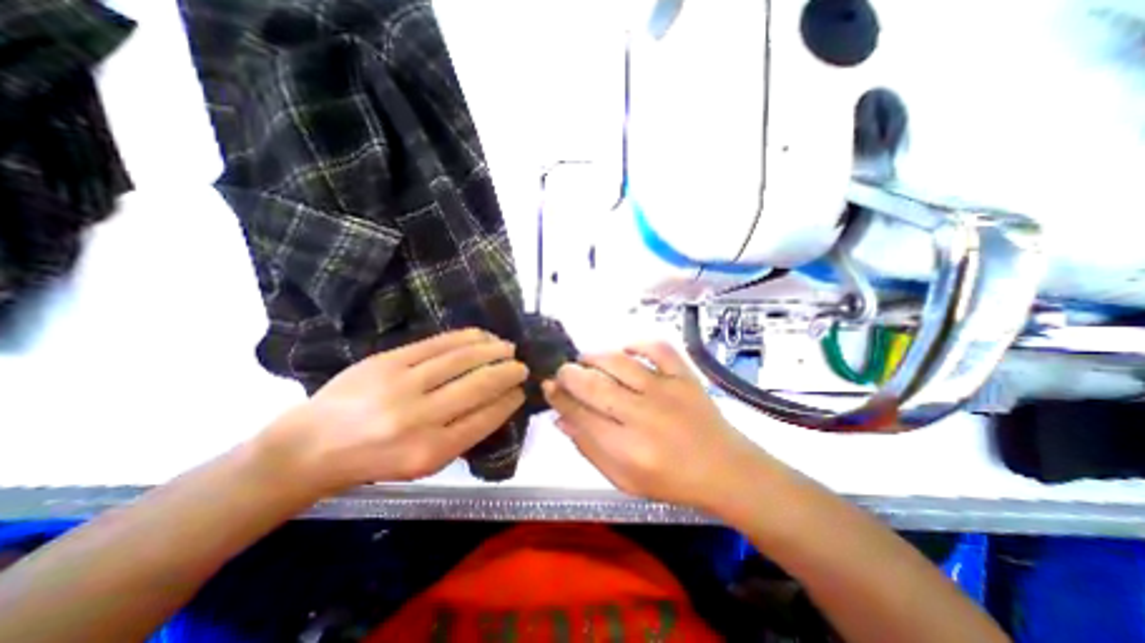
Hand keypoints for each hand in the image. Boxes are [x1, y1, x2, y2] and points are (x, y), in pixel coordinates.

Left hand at [258, 329, 527, 494]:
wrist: (311, 447)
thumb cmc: (374, 462)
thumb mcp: (424, 464)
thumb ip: (463, 434)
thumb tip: (498, 402)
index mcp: (432, 451)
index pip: (486, 417)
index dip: (509, 400)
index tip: (520, 391)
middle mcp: (420, 417)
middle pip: (480, 385)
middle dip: (508, 373)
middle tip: (521, 367)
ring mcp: (402, 385)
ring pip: (462, 359)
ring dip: (492, 350)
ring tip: (508, 347)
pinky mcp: (388, 360)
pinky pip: (438, 343)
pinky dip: (467, 337)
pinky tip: (482, 335)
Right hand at [542, 342, 774, 512]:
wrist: (724, 469)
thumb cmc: (671, 480)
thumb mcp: (624, 480)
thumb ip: (589, 449)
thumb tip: (561, 419)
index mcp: (627, 449)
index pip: (580, 415)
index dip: (558, 398)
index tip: (548, 387)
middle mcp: (643, 416)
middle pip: (594, 386)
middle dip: (569, 374)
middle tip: (562, 371)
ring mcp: (667, 391)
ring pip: (619, 363)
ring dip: (595, 357)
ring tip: (585, 359)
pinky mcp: (685, 376)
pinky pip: (658, 348)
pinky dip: (638, 343)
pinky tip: (625, 349)